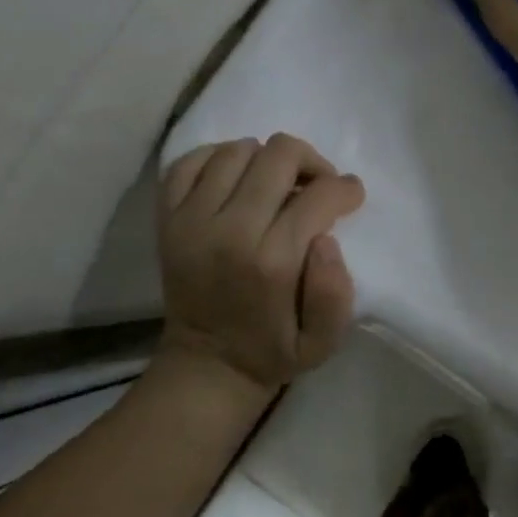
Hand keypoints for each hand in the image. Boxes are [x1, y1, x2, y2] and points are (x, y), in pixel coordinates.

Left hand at [157, 134, 365, 391]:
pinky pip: (190, 161)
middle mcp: (229, 231)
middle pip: (278, 156)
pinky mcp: (166, 218)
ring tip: (277, 184)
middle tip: (317, 186)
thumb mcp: (323, 342)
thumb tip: (325, 239)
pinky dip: (218, 158)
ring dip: (267, 160)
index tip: (350, 197)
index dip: (345, 189)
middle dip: (311, 162)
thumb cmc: (273, 351)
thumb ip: (335, 293)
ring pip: (238, 150)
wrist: (205, 366)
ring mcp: (190, 220)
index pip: (318, 195)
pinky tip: (237, 178)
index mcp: (272, 262)